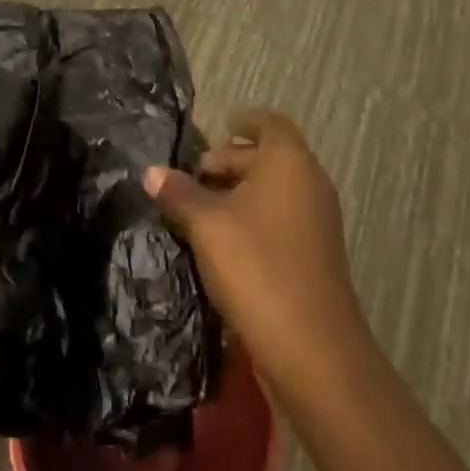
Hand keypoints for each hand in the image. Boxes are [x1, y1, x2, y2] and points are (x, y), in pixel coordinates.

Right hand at [145, 109, 369, 401]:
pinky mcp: (315, 255)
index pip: (270, 123)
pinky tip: (223, 243)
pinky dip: (255, 218)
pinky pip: (282, 218)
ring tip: (200, 209)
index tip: (219, 125)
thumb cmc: (257, 267)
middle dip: (231, 160)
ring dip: (241, 192)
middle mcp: (309, 182)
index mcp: (289, 161)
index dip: (244, 121)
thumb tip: (152, 171)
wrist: (314, 349)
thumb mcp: (207, 226)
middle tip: (193, 175)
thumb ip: (180, 193)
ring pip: (275, 190)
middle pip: (270, 156)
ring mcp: (318, 221)